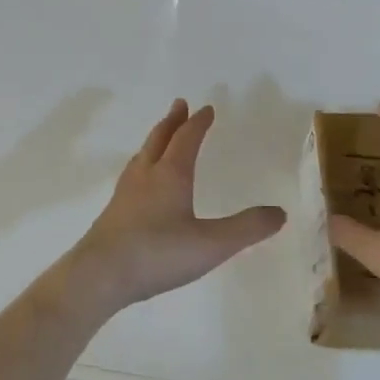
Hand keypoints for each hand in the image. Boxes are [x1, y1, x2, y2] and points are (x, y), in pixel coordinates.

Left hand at [62, 100, 284, 315]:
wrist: (100, 274)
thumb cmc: (157, 254)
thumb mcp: (211, 244)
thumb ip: (247, 228)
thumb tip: (279, 213)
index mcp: (170, 175)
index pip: (186, 139)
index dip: (198, 123)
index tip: (206, 109)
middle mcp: (145, 176)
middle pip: (159, 139)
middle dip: (172, 122)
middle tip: (179, 105)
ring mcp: (125, 194)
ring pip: (141, 157)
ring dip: (154, 142)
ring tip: (160, 138)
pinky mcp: (112, 213)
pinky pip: (131, 177)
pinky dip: (142, 166)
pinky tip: (141, 184)